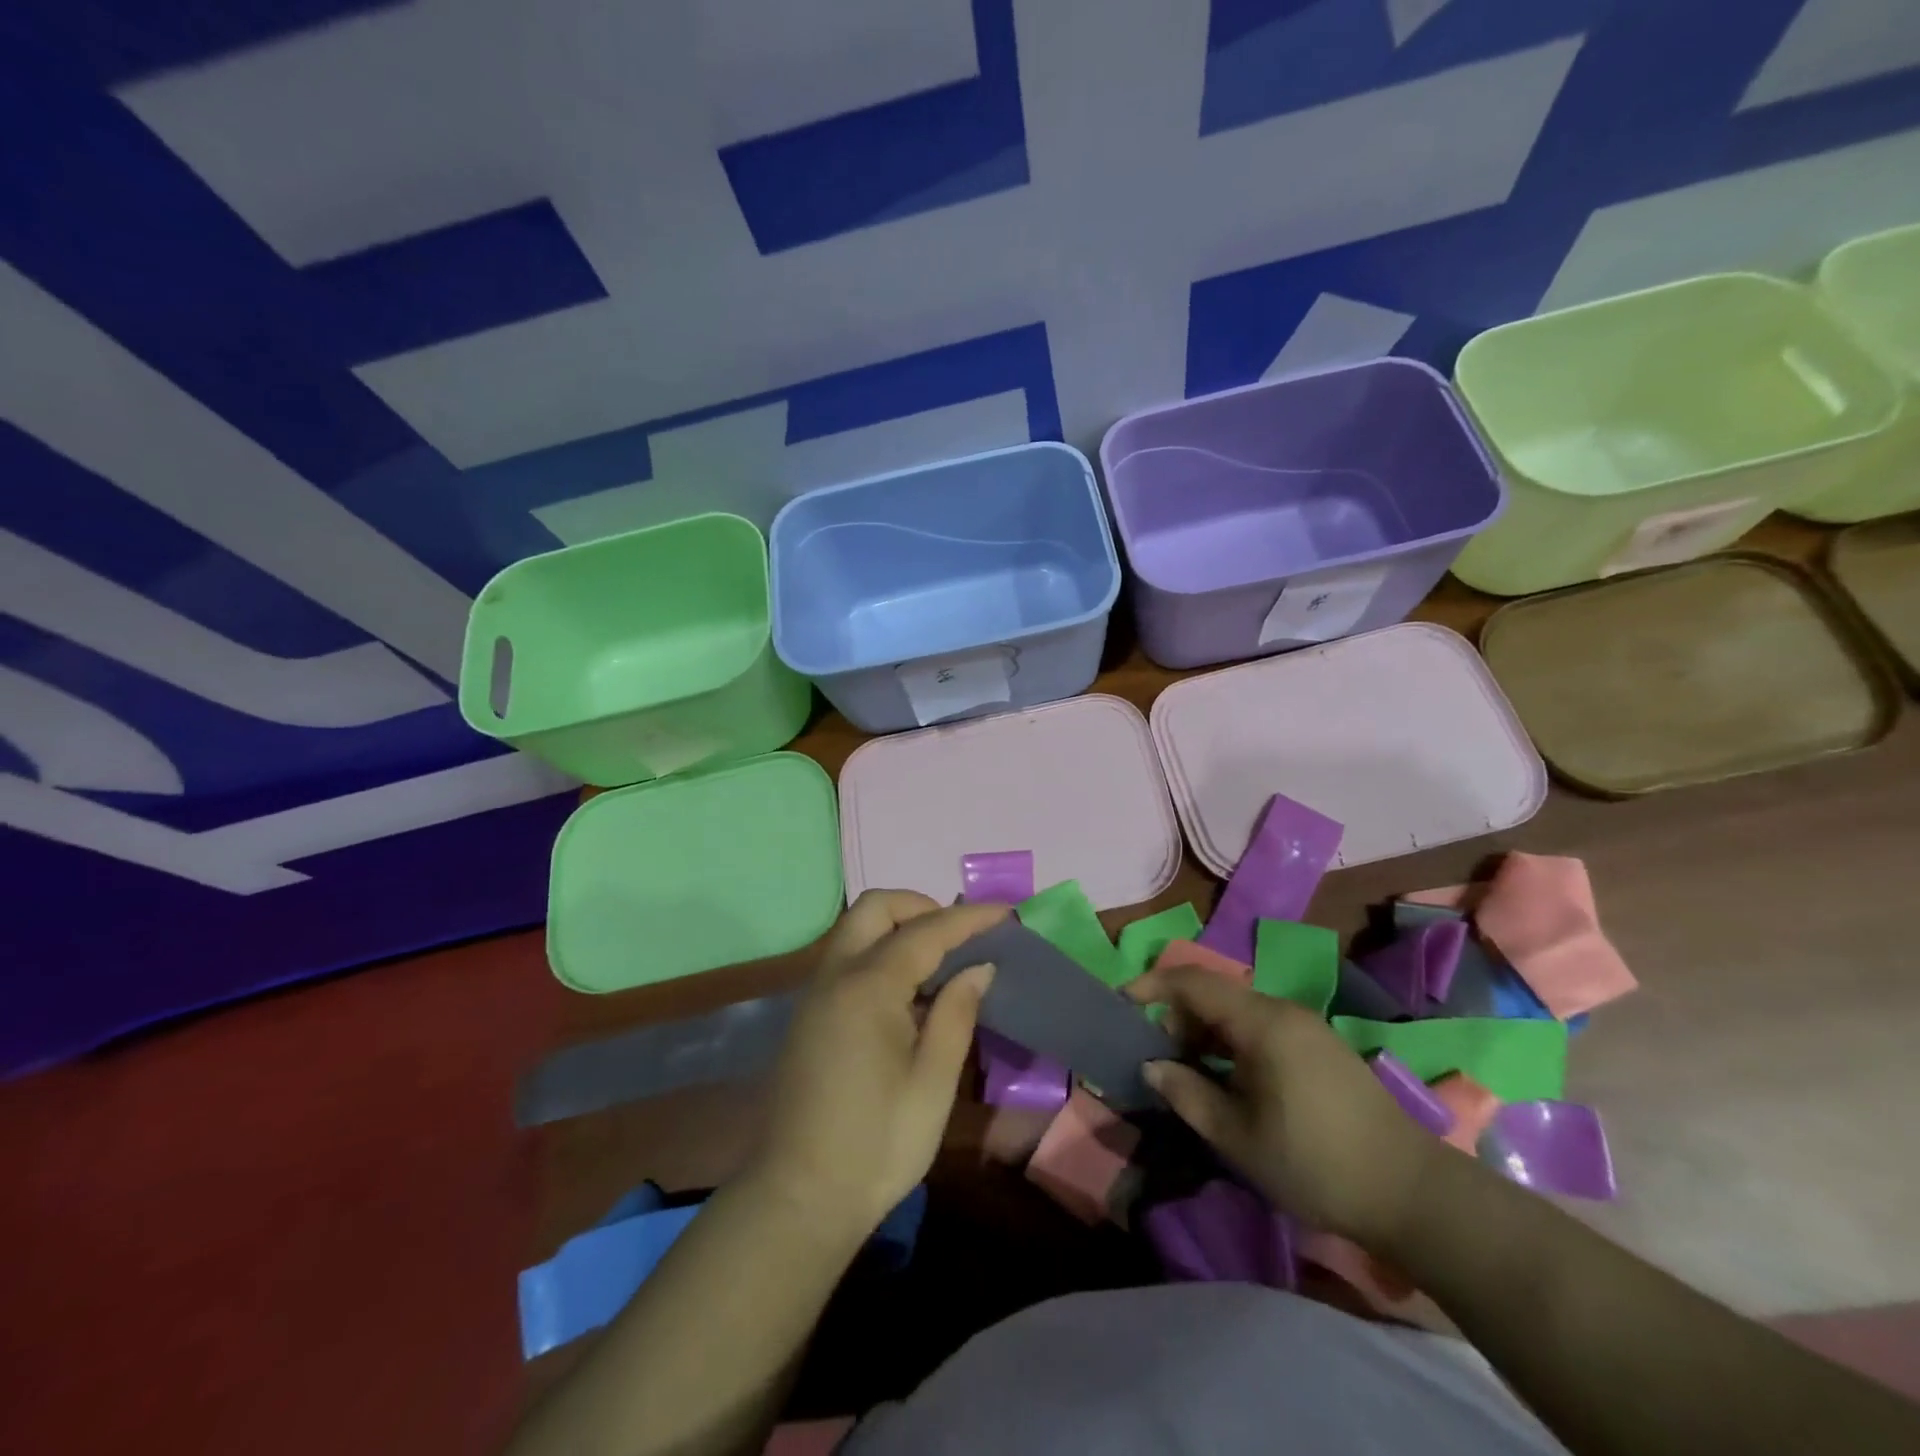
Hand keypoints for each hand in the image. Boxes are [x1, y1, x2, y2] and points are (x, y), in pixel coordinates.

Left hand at [746, 891, 1006, 1234]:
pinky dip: (881, 953)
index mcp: (868, 986)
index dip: (969, 918)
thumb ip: (956, 1013)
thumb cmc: (877, 1143)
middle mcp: (836, 975)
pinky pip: (848, 959)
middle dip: (921, 907)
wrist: (799, 1198)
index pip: (927, 931)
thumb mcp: (932, 1082)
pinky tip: (909, 994)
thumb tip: (977, 967)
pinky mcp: (810, 1015)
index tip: (1006, 912)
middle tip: (959, 938)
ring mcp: (816, 993)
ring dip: (899, 928)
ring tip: (941, 963)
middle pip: (876, 908)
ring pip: (857, 930)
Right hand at [1127, 965, 1440, 1248]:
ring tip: (1191, 1076)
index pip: (1193, 981)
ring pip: (1237, 1012)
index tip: (1122, 1003)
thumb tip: (1151, 1065)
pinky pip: (1261, 1028)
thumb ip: (1186, 1094)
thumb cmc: (1314, 1163)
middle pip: (1214, 994)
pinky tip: (1231, 1083)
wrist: (1411, 1192)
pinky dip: (1232, 1043)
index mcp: (1261, 1022)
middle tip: (1160, 1060)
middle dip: (1178, 1018)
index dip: (1152, 985)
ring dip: (1205, 1034)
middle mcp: (1283, 1011)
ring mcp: (1306, 1027)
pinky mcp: (1319, 1046)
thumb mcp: (1237, 1136)